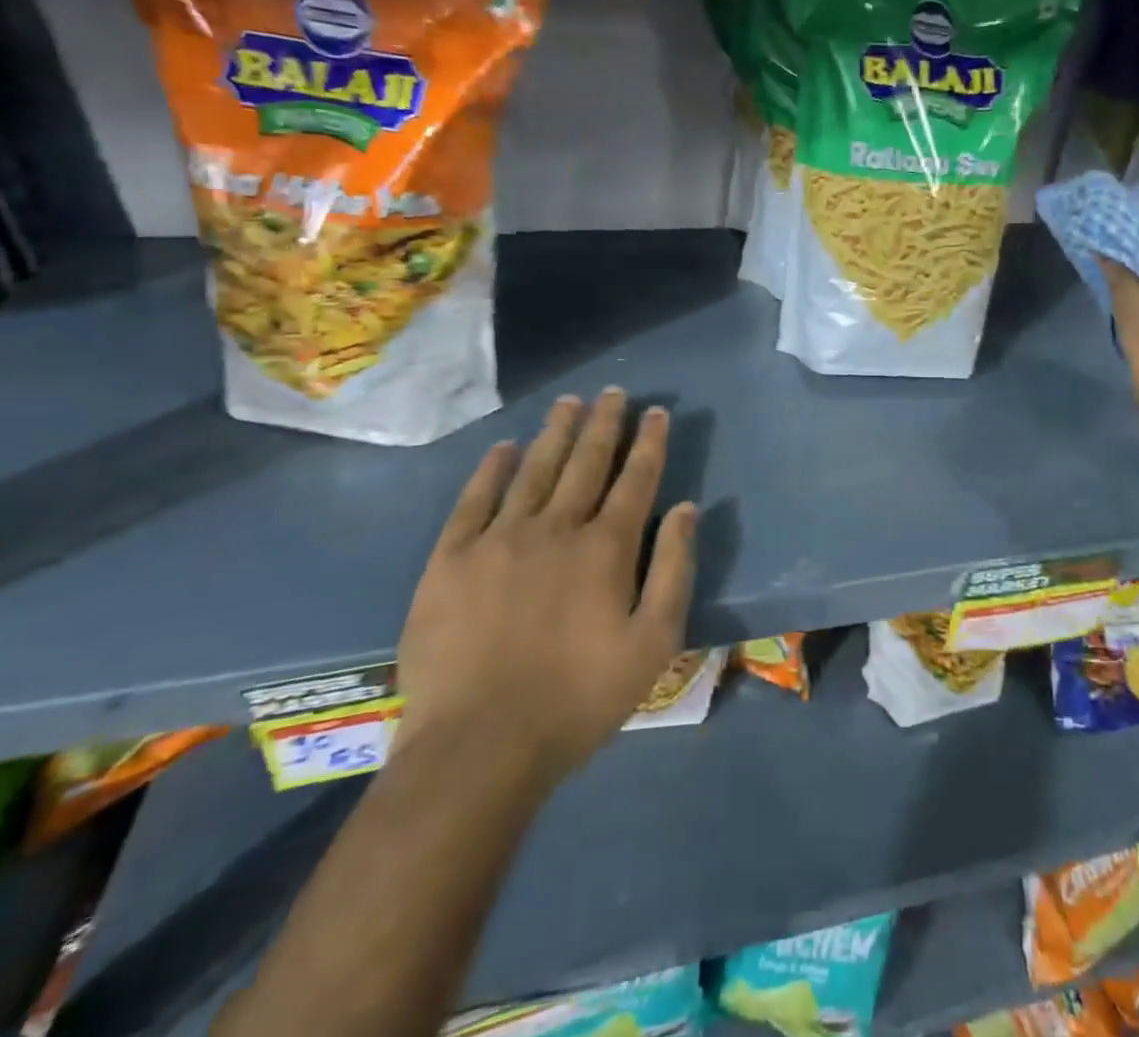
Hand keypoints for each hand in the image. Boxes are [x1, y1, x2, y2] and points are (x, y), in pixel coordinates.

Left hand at [395, 388, 696, 783]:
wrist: (479, 746)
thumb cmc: (579, 698)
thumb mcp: (654, 643)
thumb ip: (675, 569)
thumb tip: (687, 509)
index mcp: (607, 547)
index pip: (635, 479)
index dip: (649, 443)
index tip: (656, 412)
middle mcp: (556, 527)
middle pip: (585, 462)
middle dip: (604, 424)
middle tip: (613, 392)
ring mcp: (499, 538)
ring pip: (534, 469)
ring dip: (556, 433)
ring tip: (569, 403)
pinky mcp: (451, 559)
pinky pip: (475, 499)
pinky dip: (492, 469)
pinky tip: (505, 448)